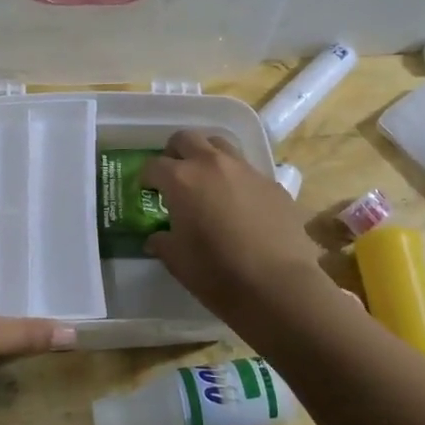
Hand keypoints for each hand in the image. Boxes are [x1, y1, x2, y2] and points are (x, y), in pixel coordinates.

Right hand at [141, 130, 329, 321]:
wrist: (277, 285)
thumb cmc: (217, 273)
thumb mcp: (177, 261)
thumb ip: (162, 242)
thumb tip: (157, 238)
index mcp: (182, 179)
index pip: (154, 165)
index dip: (146, 178)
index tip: (147, 191)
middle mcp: (212, 164)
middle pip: (187, 139)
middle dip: (175, 153)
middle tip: (174, 175)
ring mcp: (246, 170)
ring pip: (220, 145)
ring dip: (207, 156)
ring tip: (206, 181)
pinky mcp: (273, 183)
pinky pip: (247, 170)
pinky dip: (235, 178)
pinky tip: (239, 204)